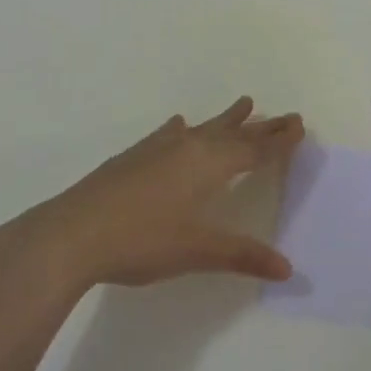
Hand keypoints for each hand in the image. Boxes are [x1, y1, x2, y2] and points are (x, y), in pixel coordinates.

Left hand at [14, 97, 303, 291]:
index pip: (252, 149)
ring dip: (225, 119)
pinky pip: (168, 134)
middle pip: (232, 133)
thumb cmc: (142, 240)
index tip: (298, 123)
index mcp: (208, 165)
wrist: (72, 234)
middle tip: (285, 114)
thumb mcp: (198, 250)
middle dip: (261, 126)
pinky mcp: (132, 157)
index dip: (277, 140)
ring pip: (202, 128)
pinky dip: (181, 128)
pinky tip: (177, 123)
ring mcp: (156, 149)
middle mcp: (186, 148)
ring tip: (245, 102)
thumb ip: (242, 255)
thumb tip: (287, 268)